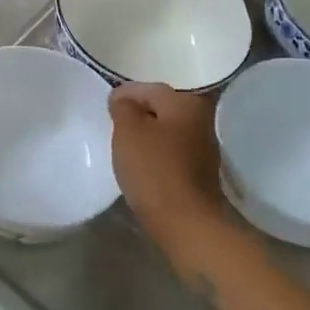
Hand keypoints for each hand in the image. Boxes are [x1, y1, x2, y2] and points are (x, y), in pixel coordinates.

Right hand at [108, 83, 227, 240]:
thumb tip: (123, 99)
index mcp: (186, 102)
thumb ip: (123, 107)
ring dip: (147, 135)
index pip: (148, 87)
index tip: (105, 109)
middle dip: (137, 114)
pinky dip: (156, 154)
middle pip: (161, 107)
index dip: (123, 95)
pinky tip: (142, 166)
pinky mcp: (200, 172)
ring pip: (167, 130)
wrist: (186, 222)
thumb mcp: (128, 131)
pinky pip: (172, 152)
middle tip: (113, 127)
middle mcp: (201, 118)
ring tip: (124, 147)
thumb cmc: (154, 169)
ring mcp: (204, 147)